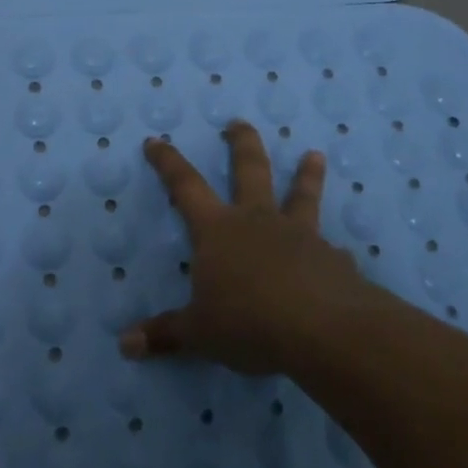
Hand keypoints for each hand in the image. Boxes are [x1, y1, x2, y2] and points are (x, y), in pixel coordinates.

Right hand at [120, 122, 369, 374]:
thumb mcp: (199, 333)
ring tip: (315, 155)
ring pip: (301, 196)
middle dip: (242, 145)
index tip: (155, 141)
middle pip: (249, 170)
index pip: (185, 186)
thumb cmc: (249, 322)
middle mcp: (257, 221)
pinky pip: (330, 249)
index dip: (167, 163)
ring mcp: (299, 235)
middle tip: (240, 122)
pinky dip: (332, 249)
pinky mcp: (332, 258)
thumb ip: (165, 335)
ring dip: (306, 175)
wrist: (323, 330)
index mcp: (218, 230)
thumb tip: (125, 345)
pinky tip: (342, 254)